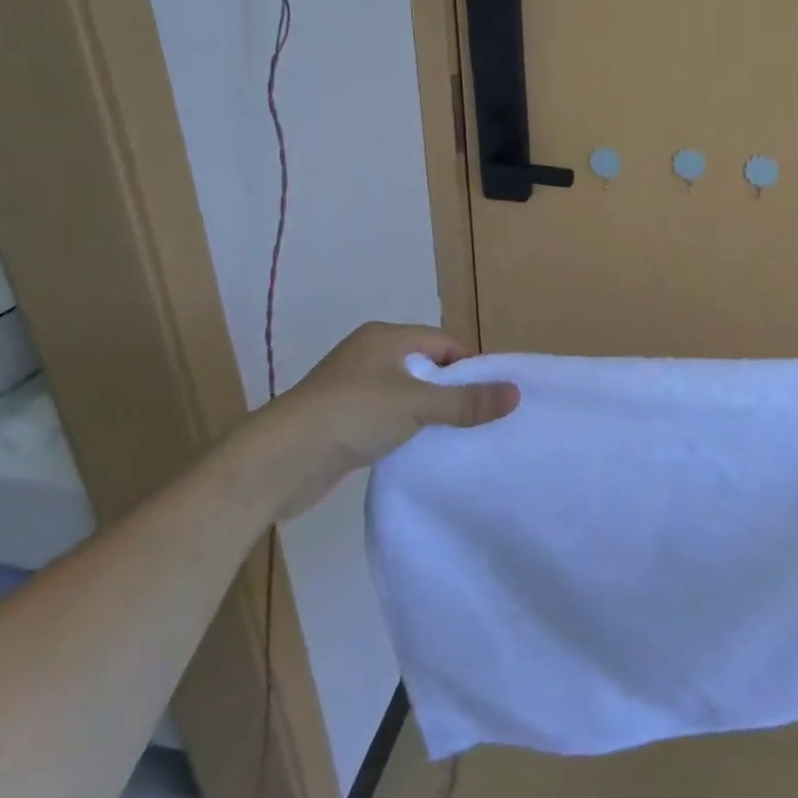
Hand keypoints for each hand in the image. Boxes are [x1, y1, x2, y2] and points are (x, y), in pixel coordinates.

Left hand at [254, 322, 518, 516]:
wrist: (281, 459)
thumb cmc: (353, 414)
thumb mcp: (417, 405)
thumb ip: (466, 401)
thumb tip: (515, 394)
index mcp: (386, 337)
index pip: (443, 342)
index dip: (470, 366)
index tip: (492, 395)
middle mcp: (369, 354)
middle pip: (425, 366)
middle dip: (451, 390)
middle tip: (479, 417)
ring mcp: (352, 387)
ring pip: (405, 393)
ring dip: (427, 412)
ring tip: (455, 435)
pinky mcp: (341, 418)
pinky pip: (386, 416)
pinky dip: (404, 428)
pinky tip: (417, 449)